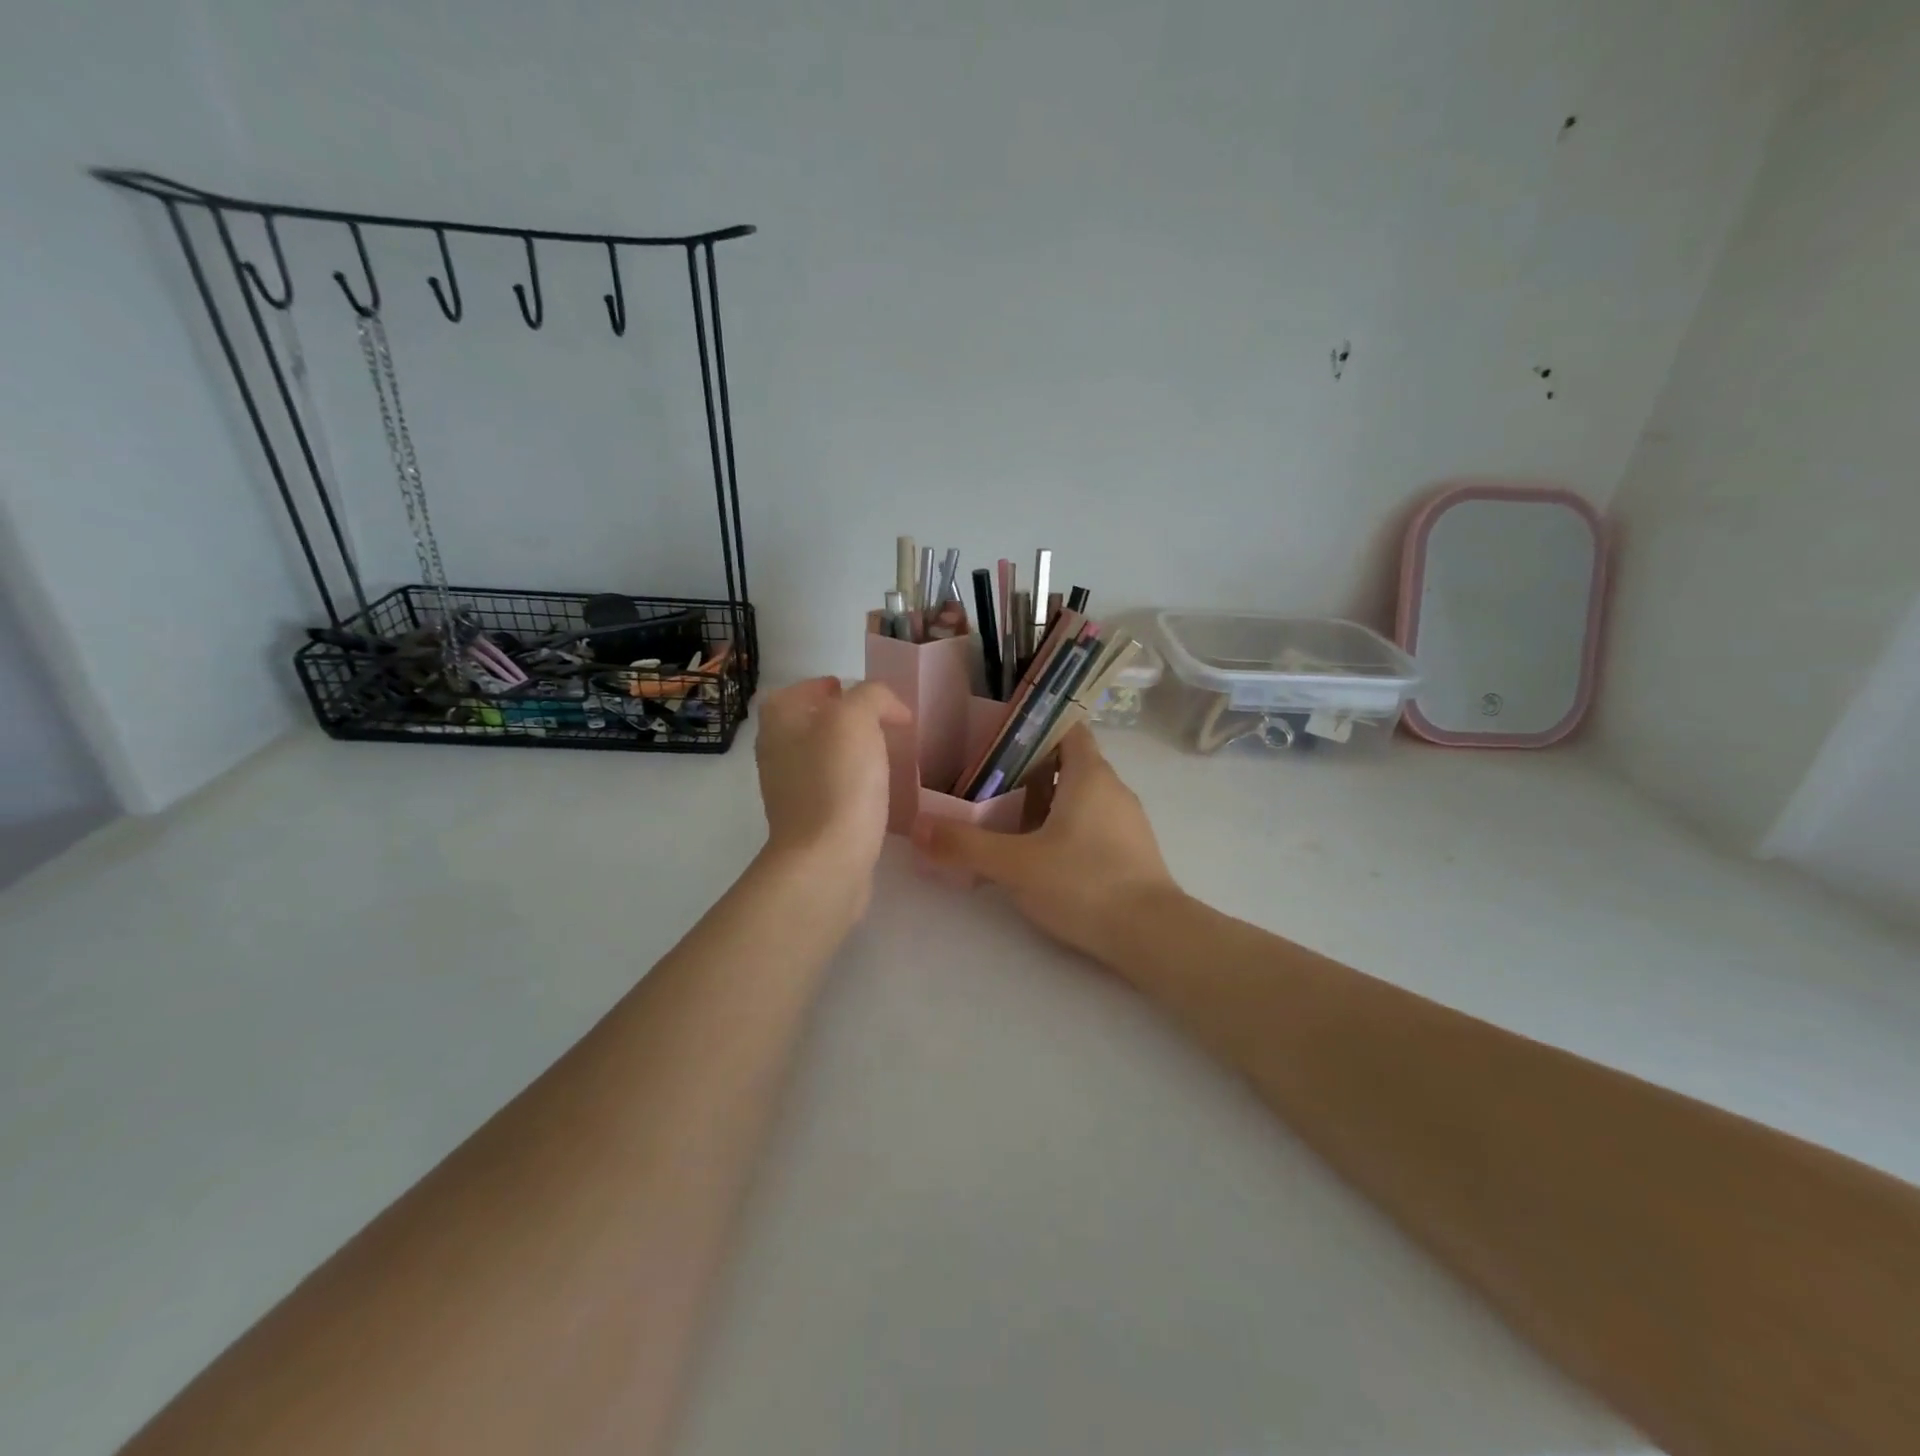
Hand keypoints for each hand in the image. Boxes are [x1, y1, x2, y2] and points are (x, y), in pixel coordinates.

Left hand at [755, 677, 910, 908]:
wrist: (827, 860)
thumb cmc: (838, 781)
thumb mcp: (856, 718)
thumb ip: (872, 696)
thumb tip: (889, 709)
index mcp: (779, 723)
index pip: (798, 690)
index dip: (828, 687)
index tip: (862, 696)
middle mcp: (777, 754)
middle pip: (809, 724)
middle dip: (843, 720)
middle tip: (881, 723)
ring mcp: (789, 791)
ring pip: (822, 759)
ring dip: (850, 754)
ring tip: (886, 755)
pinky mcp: (809, 823)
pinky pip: (833, 791)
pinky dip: (853, 785)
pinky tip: (879, 791)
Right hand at [911, 724, 1181, 964]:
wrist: (1152, 936)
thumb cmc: (1084, 883)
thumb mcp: (1016, 864)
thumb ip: (964, 846)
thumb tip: (917, 828)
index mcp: (1090, 775)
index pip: (1066, 728)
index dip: (1034, 725)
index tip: (996, 736)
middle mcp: (1112, 789)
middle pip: (1067, 762)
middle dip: (1027, 768)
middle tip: (984, 780)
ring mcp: (1125, 821)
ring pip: (1078, 796)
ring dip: (1043, 801)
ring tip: (1002, 817)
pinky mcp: (1129, 851)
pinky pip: (1090, 823)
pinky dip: (1062, 827)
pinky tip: (1036, 853)